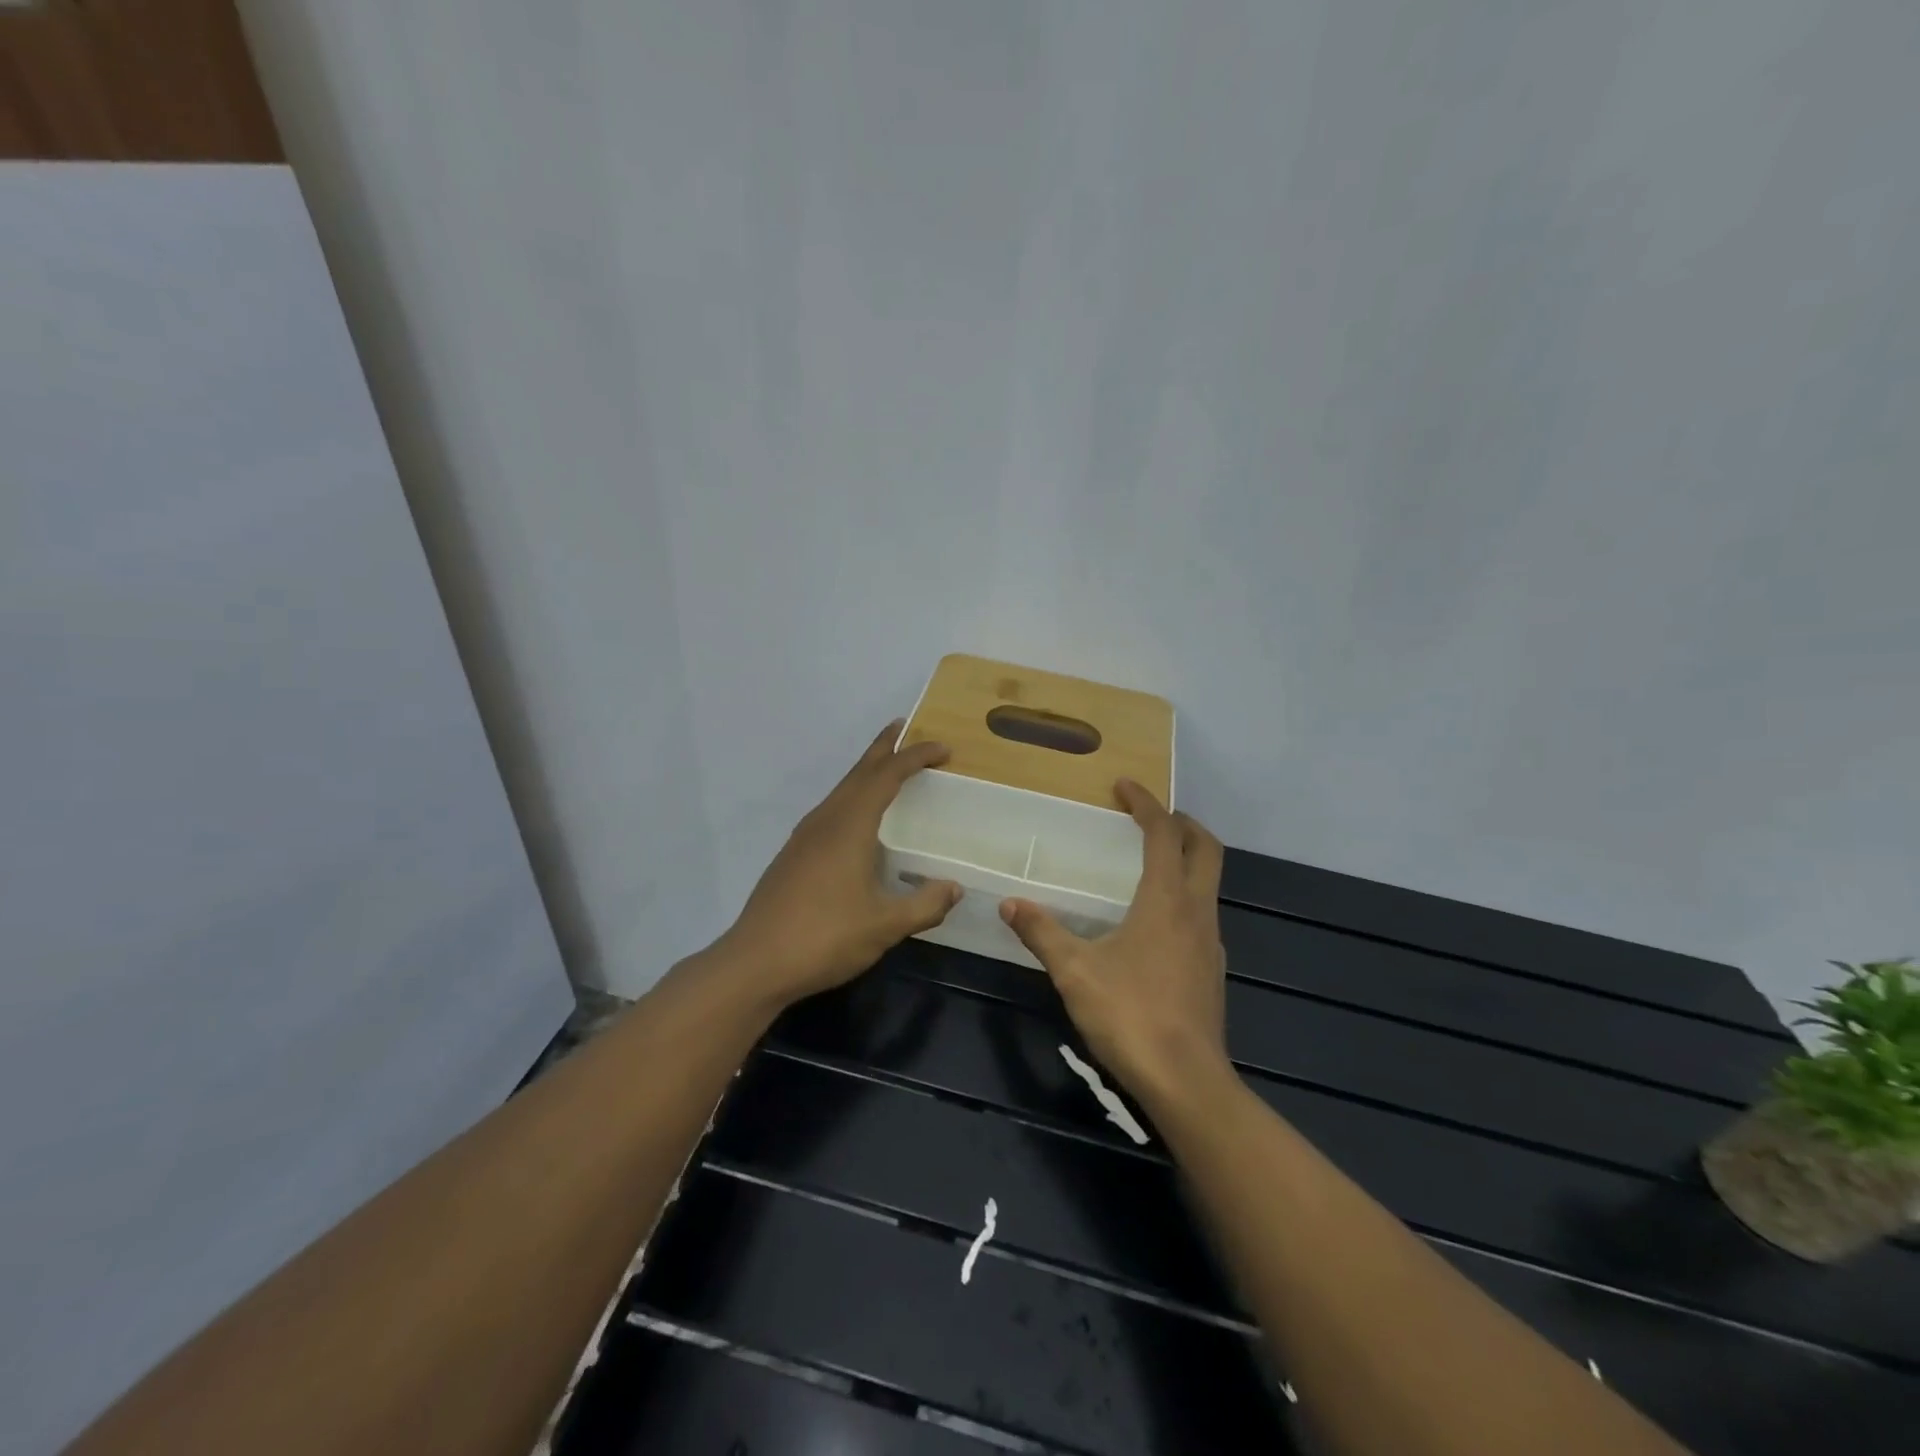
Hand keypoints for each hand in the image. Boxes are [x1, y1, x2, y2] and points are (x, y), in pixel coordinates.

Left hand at [718, 722, 960, 1006]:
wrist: (755, 962)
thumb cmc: (824, 938)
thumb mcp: (884, 926)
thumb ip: (924, 905)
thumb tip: (955, 888)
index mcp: (849, 826)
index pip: (886, 776)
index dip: (915, 758)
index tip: (943, 749)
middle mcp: (825, 821)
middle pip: (858, 772)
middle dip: (884, 748)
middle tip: (906, 729)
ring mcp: (804, 837)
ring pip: (841, 790)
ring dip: (866, 773)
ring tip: (887, 769)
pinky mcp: (793, 855)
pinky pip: (831, 809)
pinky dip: (852, 797)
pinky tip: (858, 821)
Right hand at [1000, 781, 1230, 1105]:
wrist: (1186, 1081)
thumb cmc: (1130, 1014)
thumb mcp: (1075, 971)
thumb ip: (1042, 933)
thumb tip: (1009, 903)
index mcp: (1166, 900)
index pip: (1164, 834)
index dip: (1146, 804)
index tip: (1124, 786)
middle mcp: (1197, 912)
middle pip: (1206, 850)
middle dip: (1182, 823)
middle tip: (1150, 816)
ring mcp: (1210, 942)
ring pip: (1208, 883)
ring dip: (1186, 860)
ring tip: (1149, 863)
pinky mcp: (1212, 970)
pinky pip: (1202, 914)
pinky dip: (1184, 896)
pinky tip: (1155, 921)